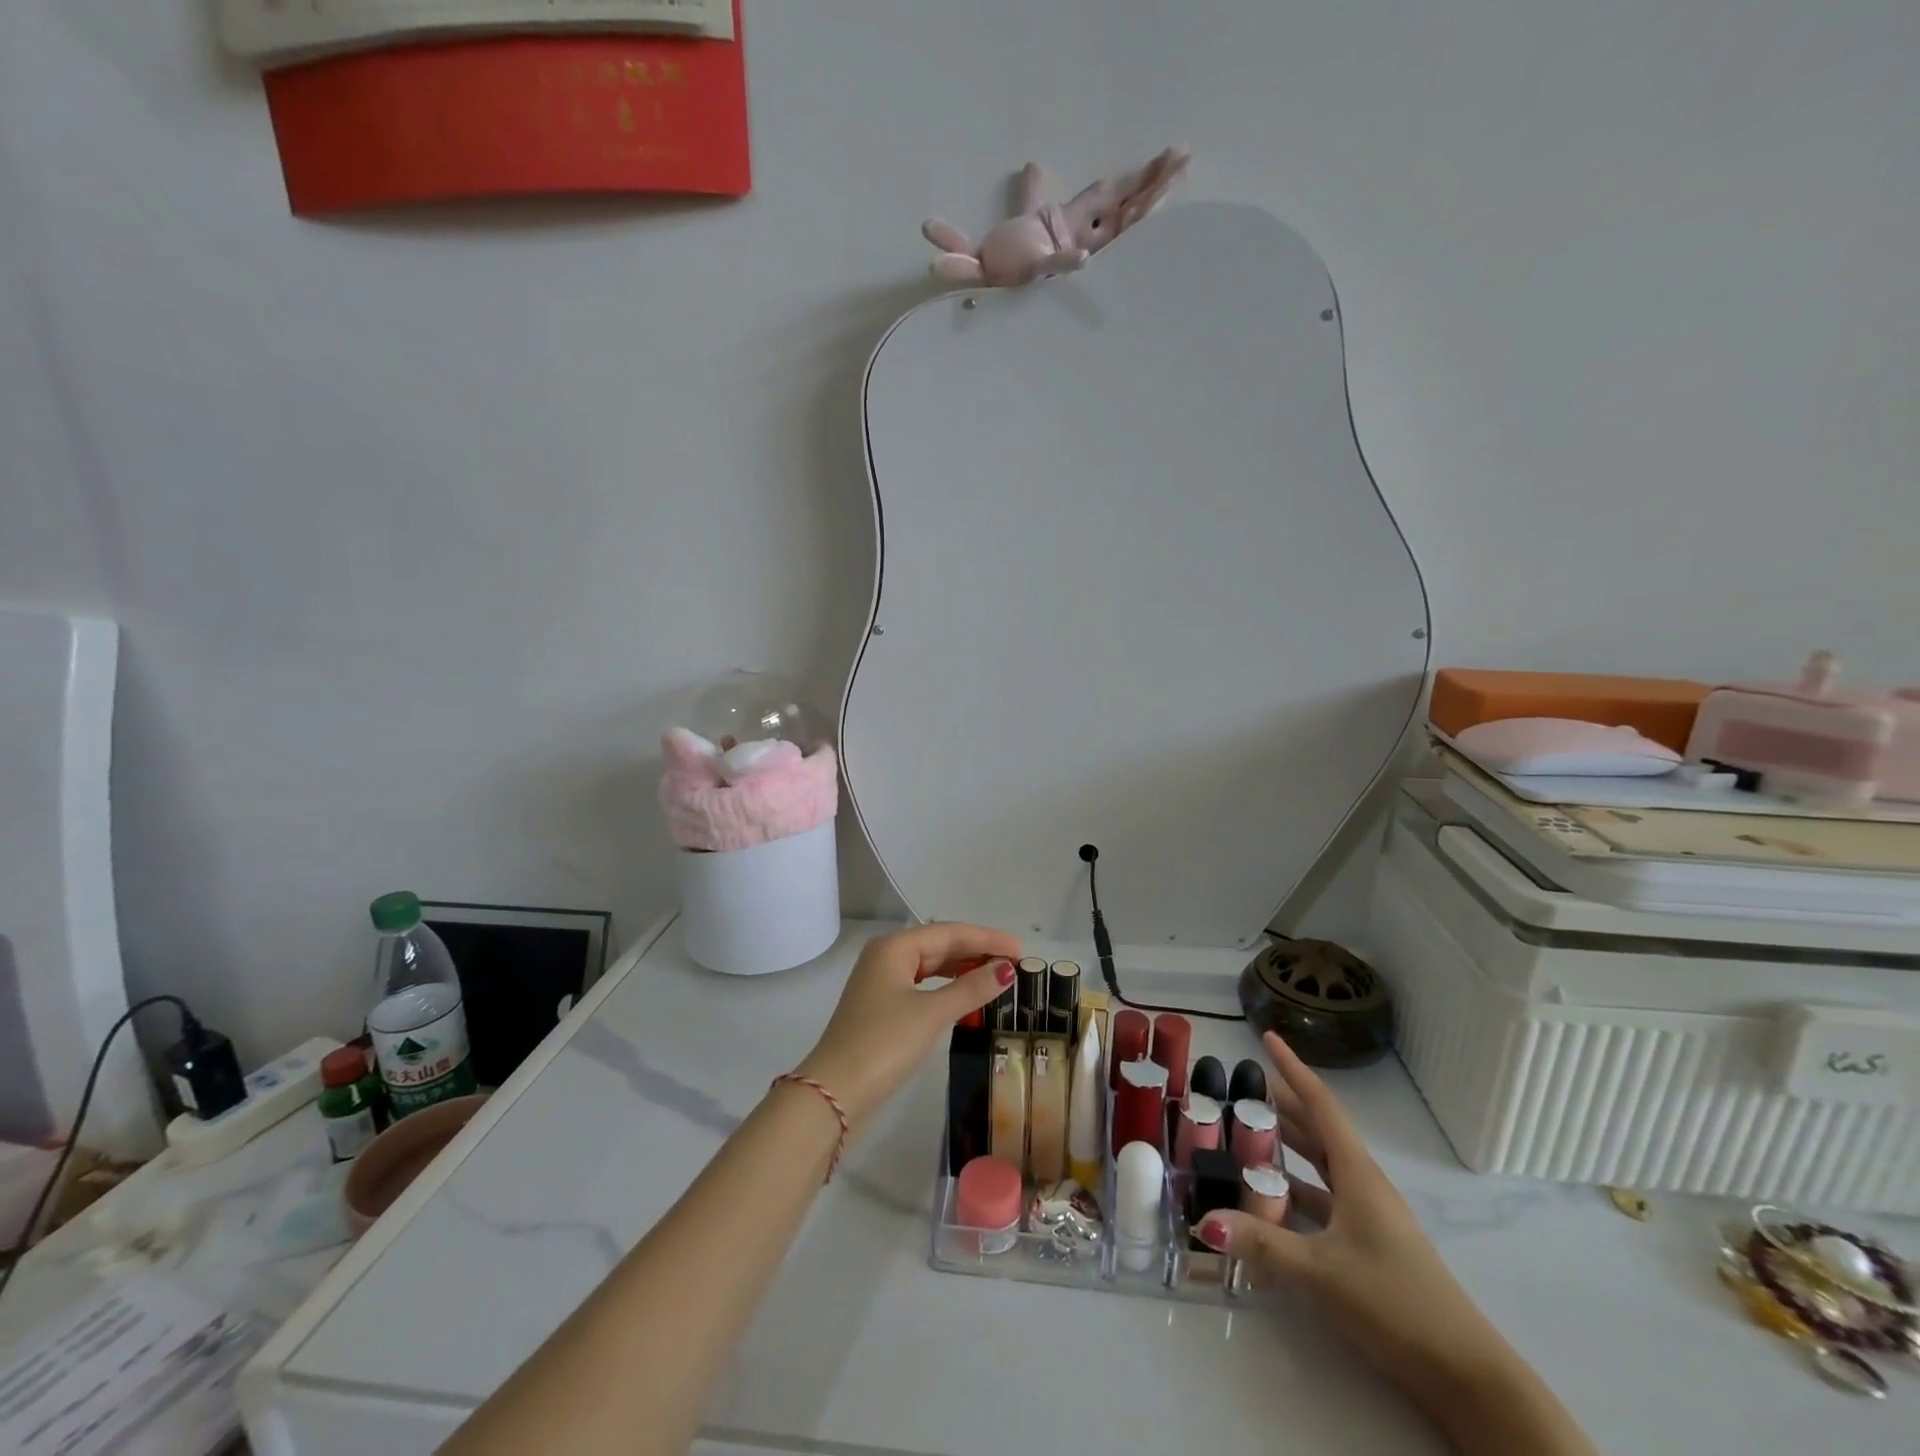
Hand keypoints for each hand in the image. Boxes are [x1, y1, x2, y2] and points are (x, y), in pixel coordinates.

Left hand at [795, 923, 1019, 1132]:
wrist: (833, 1095)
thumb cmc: (883, 1044)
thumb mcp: (931, 1014)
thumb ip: (970, 989)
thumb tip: (1007, 971)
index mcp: (893, 948)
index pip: (949, 933)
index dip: (986, 939)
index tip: (1020, 949)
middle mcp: (885, 958)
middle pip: (939, 946)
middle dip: (977, 952)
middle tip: (1015, 963)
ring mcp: (881, 985)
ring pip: (931, 967)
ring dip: (963, 970)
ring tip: (997, 976)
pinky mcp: (882, 1010)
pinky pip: (923, 987)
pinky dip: (948, 989)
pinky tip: (966, 997)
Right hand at [1195, 1032, 1514, 1413]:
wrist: (1465, 1373)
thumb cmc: (1394, 1302)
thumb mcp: (1320, 1272)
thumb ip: (1260, 1244)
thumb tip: (1204, 1219)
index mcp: (1357, 1173)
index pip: (1320, 1105)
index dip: (1293, 1069)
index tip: (1268, 1038)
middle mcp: (1362, 1184)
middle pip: (1317, 1131)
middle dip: (1282, 1106)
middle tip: (1241, 1088)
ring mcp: (1368, 1216)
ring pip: (1320, 1166)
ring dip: (1287, 1147)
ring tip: (1246, 1134)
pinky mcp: (1368, 1245)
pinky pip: (1323, 1201)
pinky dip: (1294, 1191)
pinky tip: (1269, 1201)